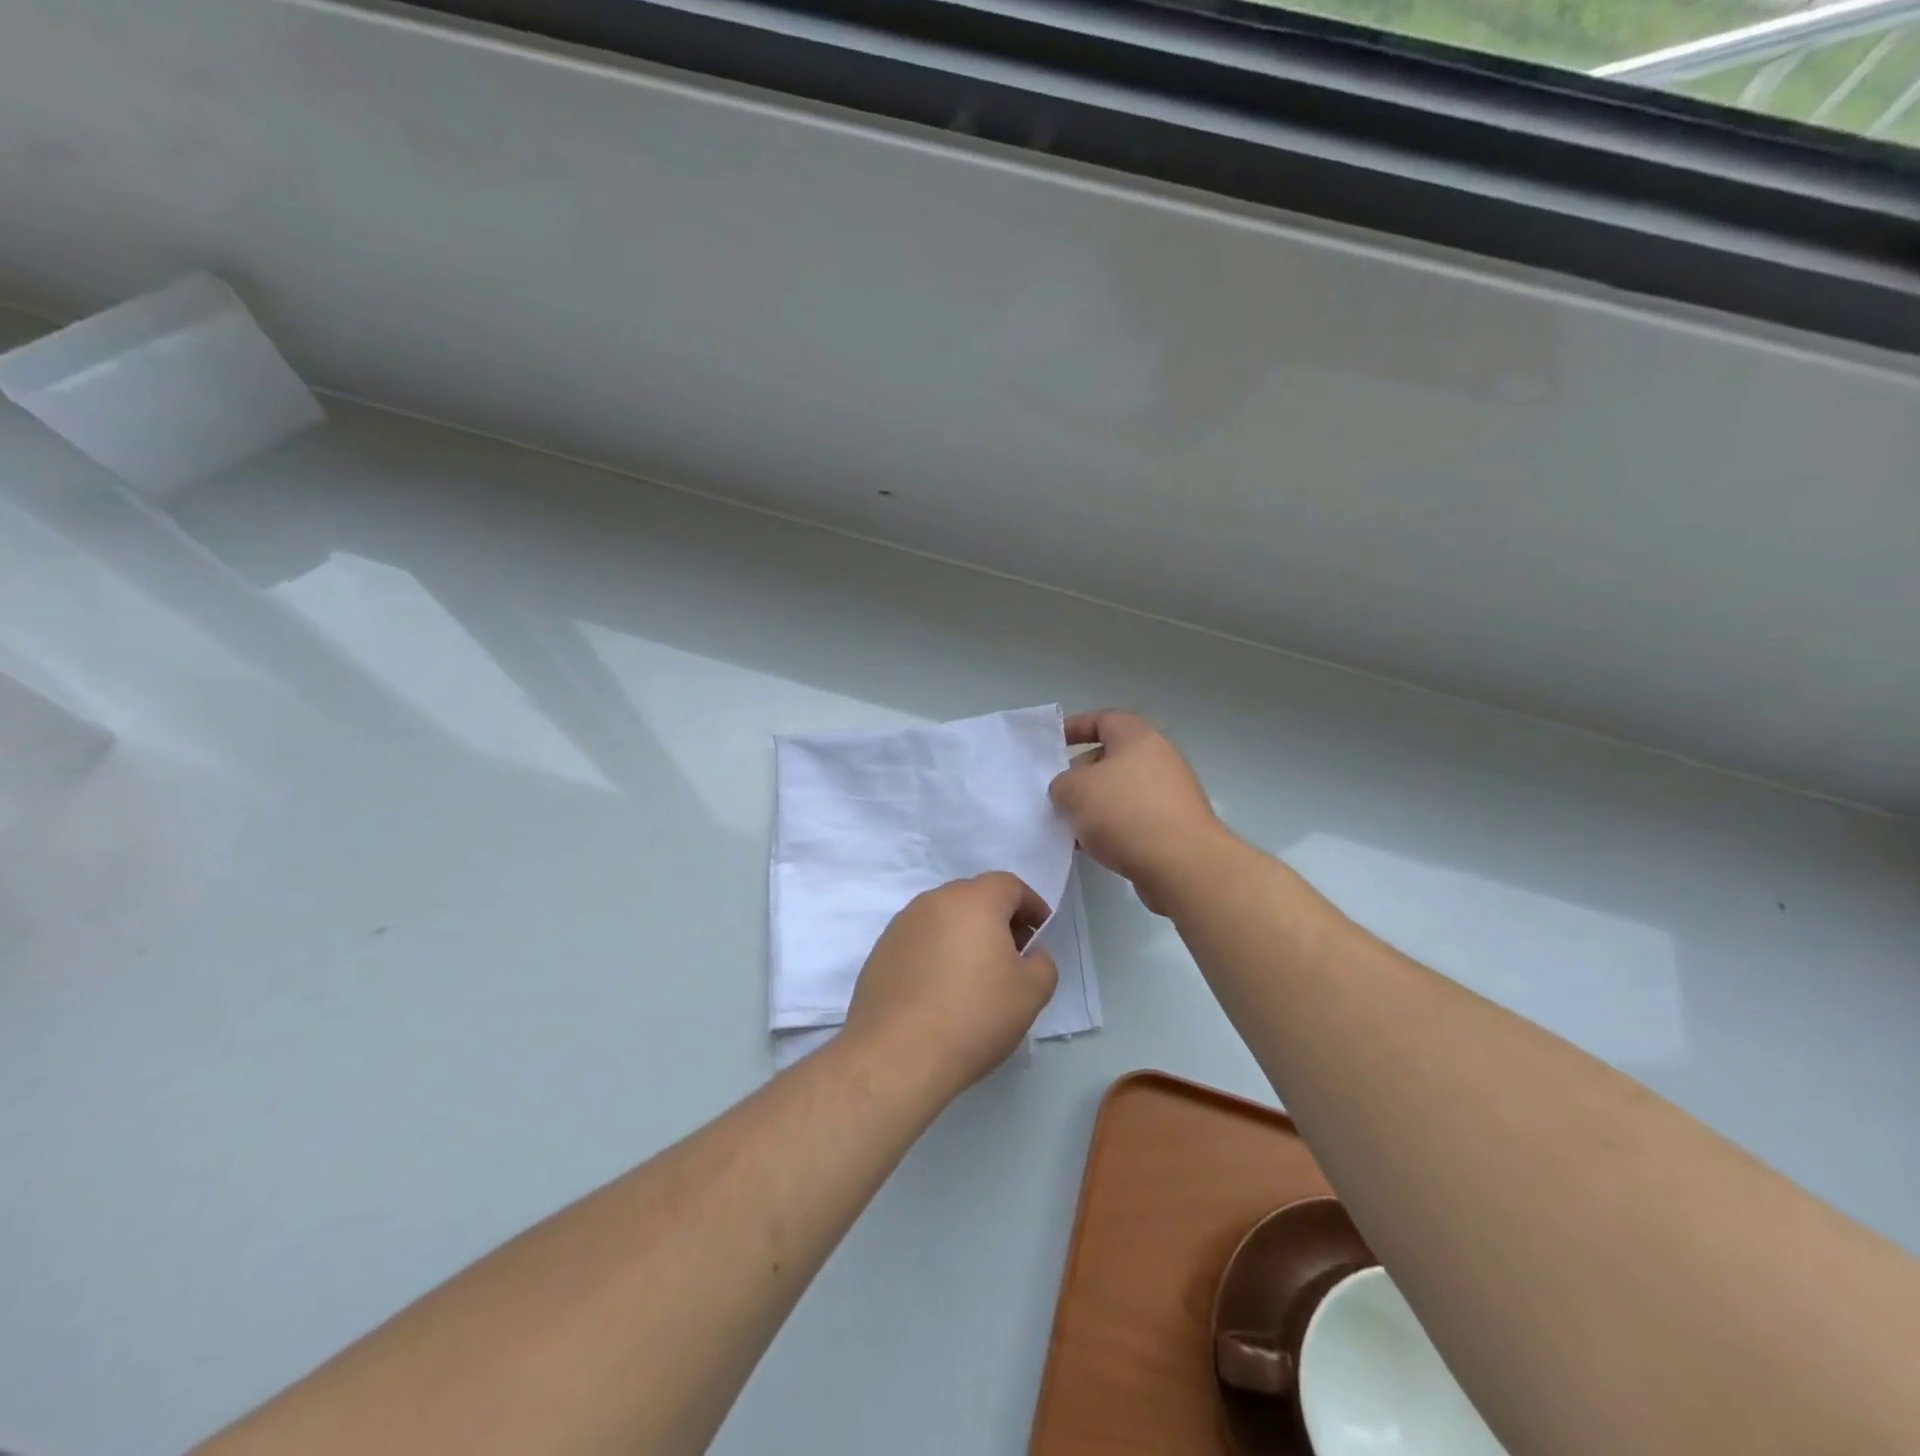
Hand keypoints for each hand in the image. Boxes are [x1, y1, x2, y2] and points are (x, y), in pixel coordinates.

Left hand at [844, 873, 1058, 1092]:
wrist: (897, 1055)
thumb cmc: (974, 1016)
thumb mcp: (1031, 993)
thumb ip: (1042, 962)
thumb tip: (1029, 953)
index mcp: (974, 901)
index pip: (1009, 886)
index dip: (1032, 906)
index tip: (1040, 935)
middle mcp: (934, 901)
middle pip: (974, 897)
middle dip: (998, 919)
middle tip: (1012, 956)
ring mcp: (902, 924)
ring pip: (944, 918)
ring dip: (964, 936)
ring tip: (975, 976)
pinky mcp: (880, 951)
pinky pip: (919, 941)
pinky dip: (937, 953)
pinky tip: (941, 991)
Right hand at [1048, 710, 1230, 914]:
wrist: (1182, 866)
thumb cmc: (1125, 813)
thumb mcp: (1075, 790)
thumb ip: (1062, 783)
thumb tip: (1070, 791)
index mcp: (1138, 738)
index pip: (1103, 720)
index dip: (1075, 728)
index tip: (1052, 745)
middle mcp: (1158, 759)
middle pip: (1110, 759)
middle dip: (1079, 775)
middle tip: (1056, 795)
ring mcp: (1170, 794)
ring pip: (1119, 793)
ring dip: (1093, 807)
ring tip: (1069, 827)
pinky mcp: (1173, 827)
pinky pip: (1132, 819)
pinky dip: (1111, 828)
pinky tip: (1092, 848)